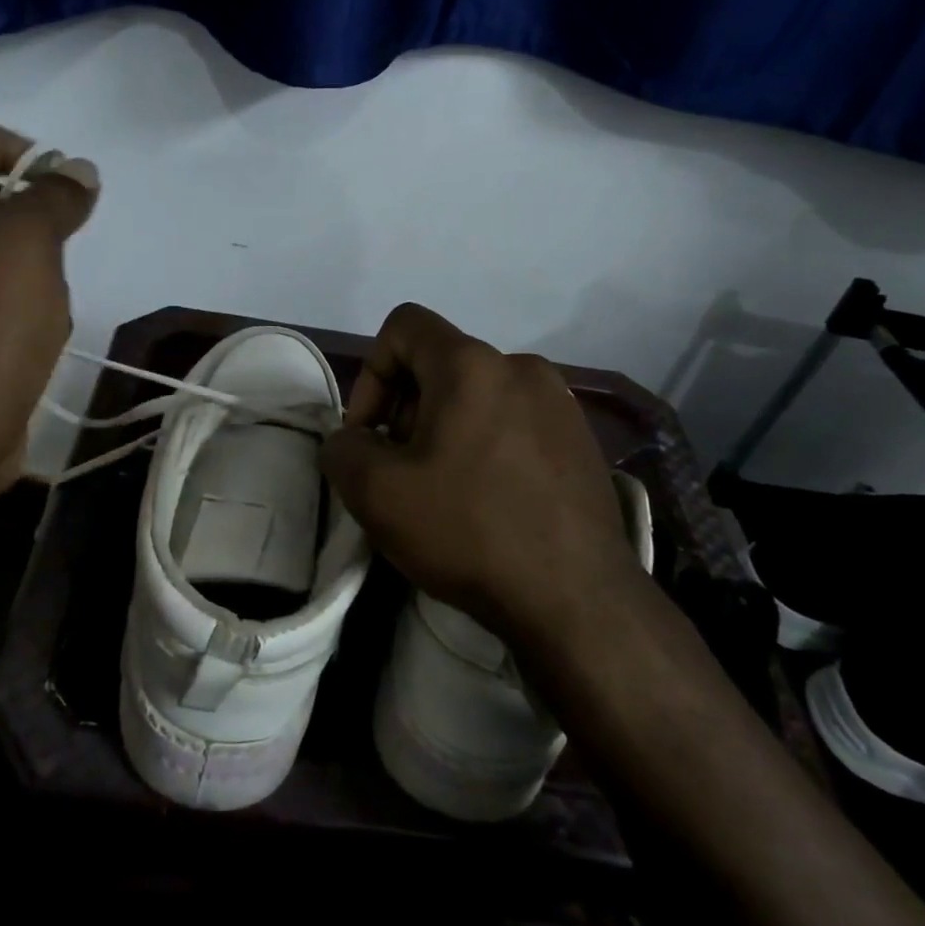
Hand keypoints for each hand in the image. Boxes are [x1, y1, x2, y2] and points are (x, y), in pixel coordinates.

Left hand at [0, 123, 97, 491]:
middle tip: (65, 230)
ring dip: (25, 257)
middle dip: (25, 205)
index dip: (7, 142)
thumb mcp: (28, 242)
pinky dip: (15, 299)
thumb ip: (55, 197)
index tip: (55, 175)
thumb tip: (79, 170)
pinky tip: (40, 327)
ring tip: (55, 286)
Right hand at [320, 304, 647, 646]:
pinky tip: (487, 503)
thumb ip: (342, 449)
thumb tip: (351, 441)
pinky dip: (484, 446)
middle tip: (400, 472)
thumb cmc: (468, 531)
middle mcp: (521, 368)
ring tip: (442, 492)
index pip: (403, 326)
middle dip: (405, 410)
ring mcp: (560, 404)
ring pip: (477, 396)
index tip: (370, 434)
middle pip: (439, 364)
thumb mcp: (376, 493)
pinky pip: (513, 423)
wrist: (576, 599)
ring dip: (444, 431)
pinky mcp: (581, 441)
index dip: (371, 373)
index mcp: (471, 365)